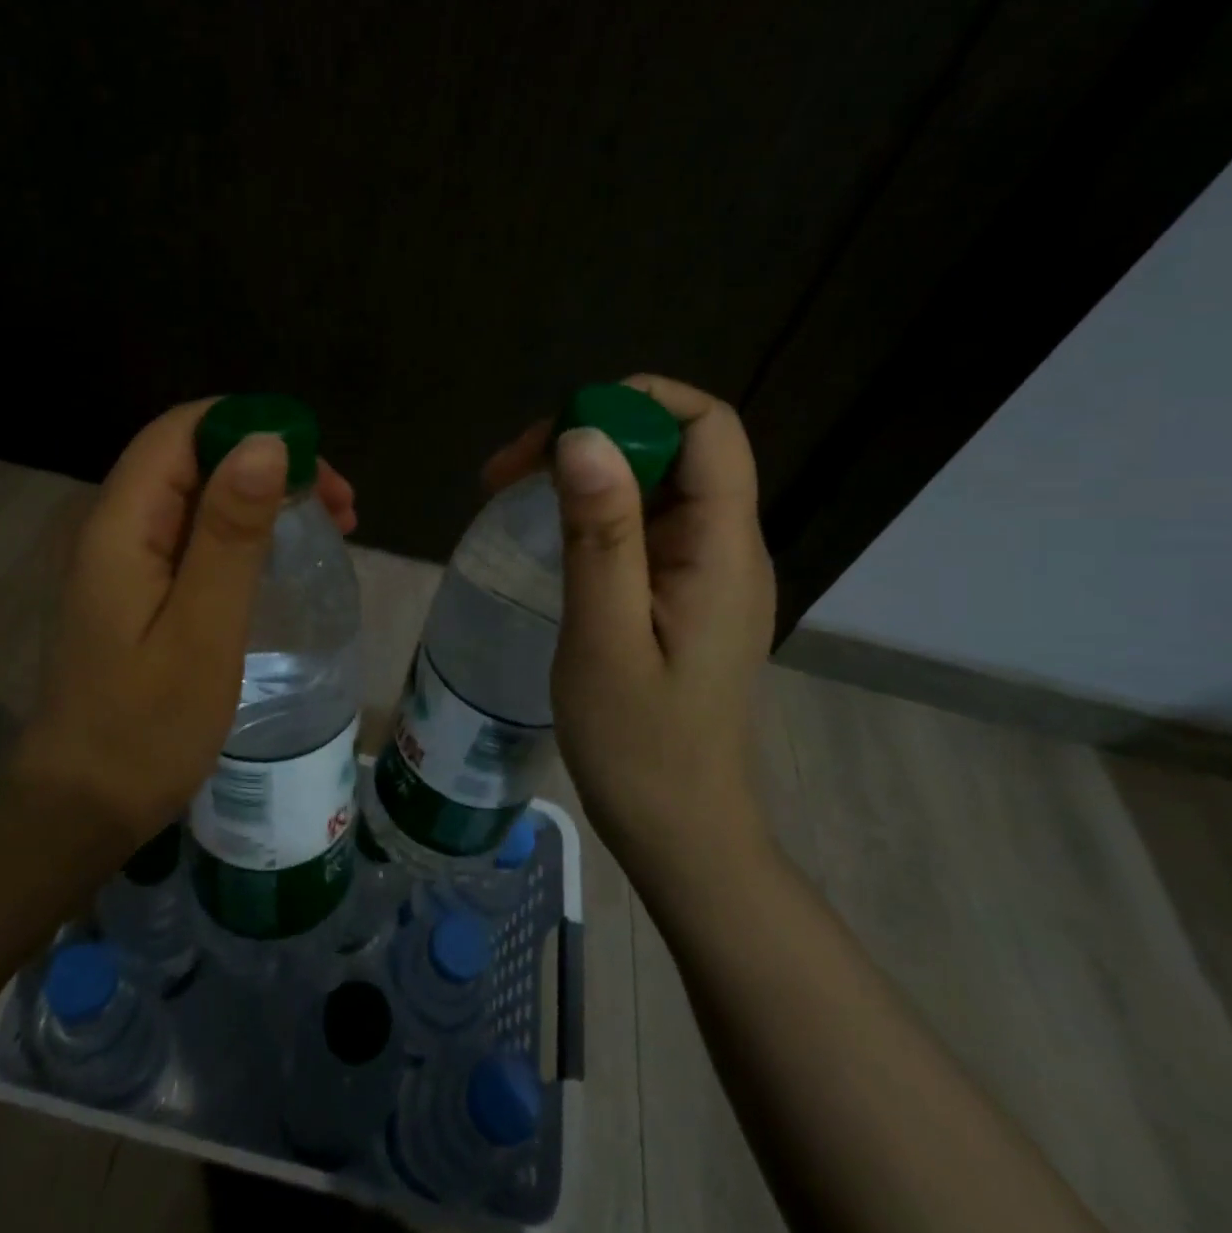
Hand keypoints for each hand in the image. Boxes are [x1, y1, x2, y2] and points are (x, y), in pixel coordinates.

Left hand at [21, 399, 355, 846]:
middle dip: (269, 462)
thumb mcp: (203, 629)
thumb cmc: (147, 727)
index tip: (316, 461)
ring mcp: (125, 560)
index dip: (249, 425)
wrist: (83, 806)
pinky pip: (196, 535)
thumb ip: (231, 534)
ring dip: (265, 496)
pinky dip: (247, 531)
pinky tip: (284, 555)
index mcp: (121, 525)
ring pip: (199, 495)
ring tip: (334, 523)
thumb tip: (265, 442)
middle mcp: (116, 527)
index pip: (180, 432)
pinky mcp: (139, 589)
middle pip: (193, 457)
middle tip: (341, 503)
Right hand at [483, 374, 775, 869]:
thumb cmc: (639, 746)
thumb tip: (584, 434)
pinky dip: (593, 508)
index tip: (555, 431)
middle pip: (674, 447)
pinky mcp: (683, 591)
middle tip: (505, 472)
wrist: (678, 829)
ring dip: (585, 471)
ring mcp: (706, 570)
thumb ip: (601, 534)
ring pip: (654, 482)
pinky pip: (643, 522)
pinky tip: (546, 530)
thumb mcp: (604, 636)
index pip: (707, 426)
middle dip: (592, 435)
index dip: (636, 402)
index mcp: (722, 549)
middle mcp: (726, 545)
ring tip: (508, 491)